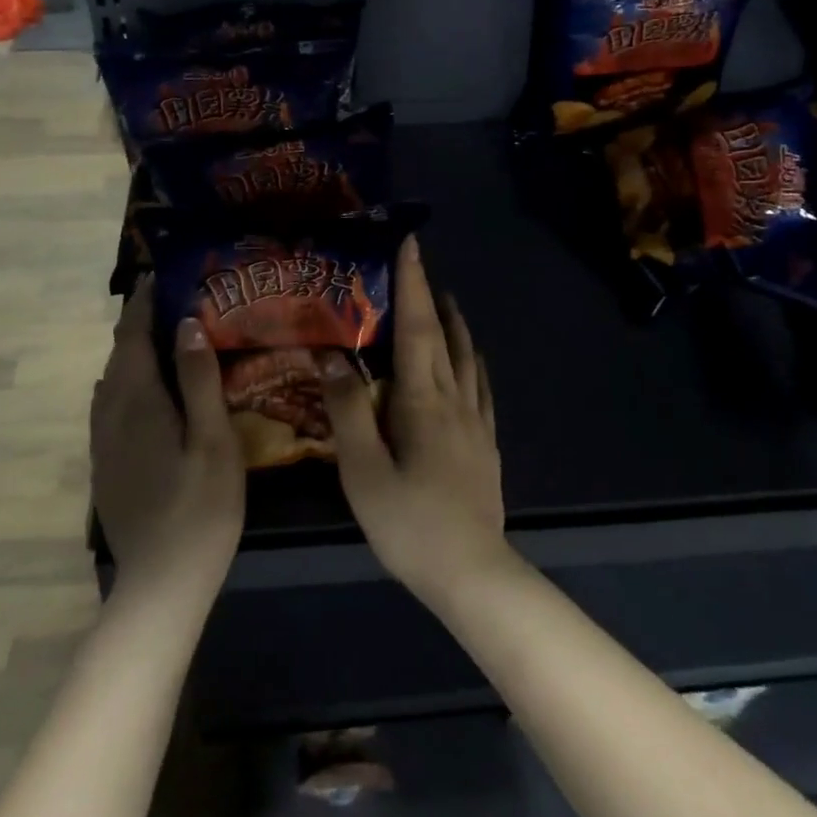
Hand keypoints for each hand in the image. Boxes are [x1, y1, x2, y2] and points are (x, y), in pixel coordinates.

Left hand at [90, 278, 245, 599]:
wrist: (160, 582)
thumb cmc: (199, 508)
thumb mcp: (212, 439)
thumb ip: (199, 379)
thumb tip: (187, 323)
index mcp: (137, 402)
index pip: (134, 337)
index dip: (144, 304)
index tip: (161, 275)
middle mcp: (110, 415)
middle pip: (119, 356)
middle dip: (138, 323)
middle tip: (171, 300)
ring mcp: (103, 443)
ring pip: (111, 382)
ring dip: (131, 353)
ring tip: (161, 337)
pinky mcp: (106, 465)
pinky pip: (110, 406)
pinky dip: (127, 382)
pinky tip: (146, 391)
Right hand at [317, 237, 507, 602]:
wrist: (471, 573)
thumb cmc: (409, 522)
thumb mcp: (363, 470)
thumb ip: (348, 409)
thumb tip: (331, 354)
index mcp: (423, 400)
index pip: (418, 327)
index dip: (413, 283)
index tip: (410, 243)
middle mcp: (455, 399)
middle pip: (445, 335)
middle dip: (431, 296)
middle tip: (419, 267)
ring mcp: (476, 422)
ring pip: (467, 358)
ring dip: (454, 323)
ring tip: (444, 302)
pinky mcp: (485, 443)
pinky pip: (479, 386)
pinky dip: (471, 360)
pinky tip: (470, 363)